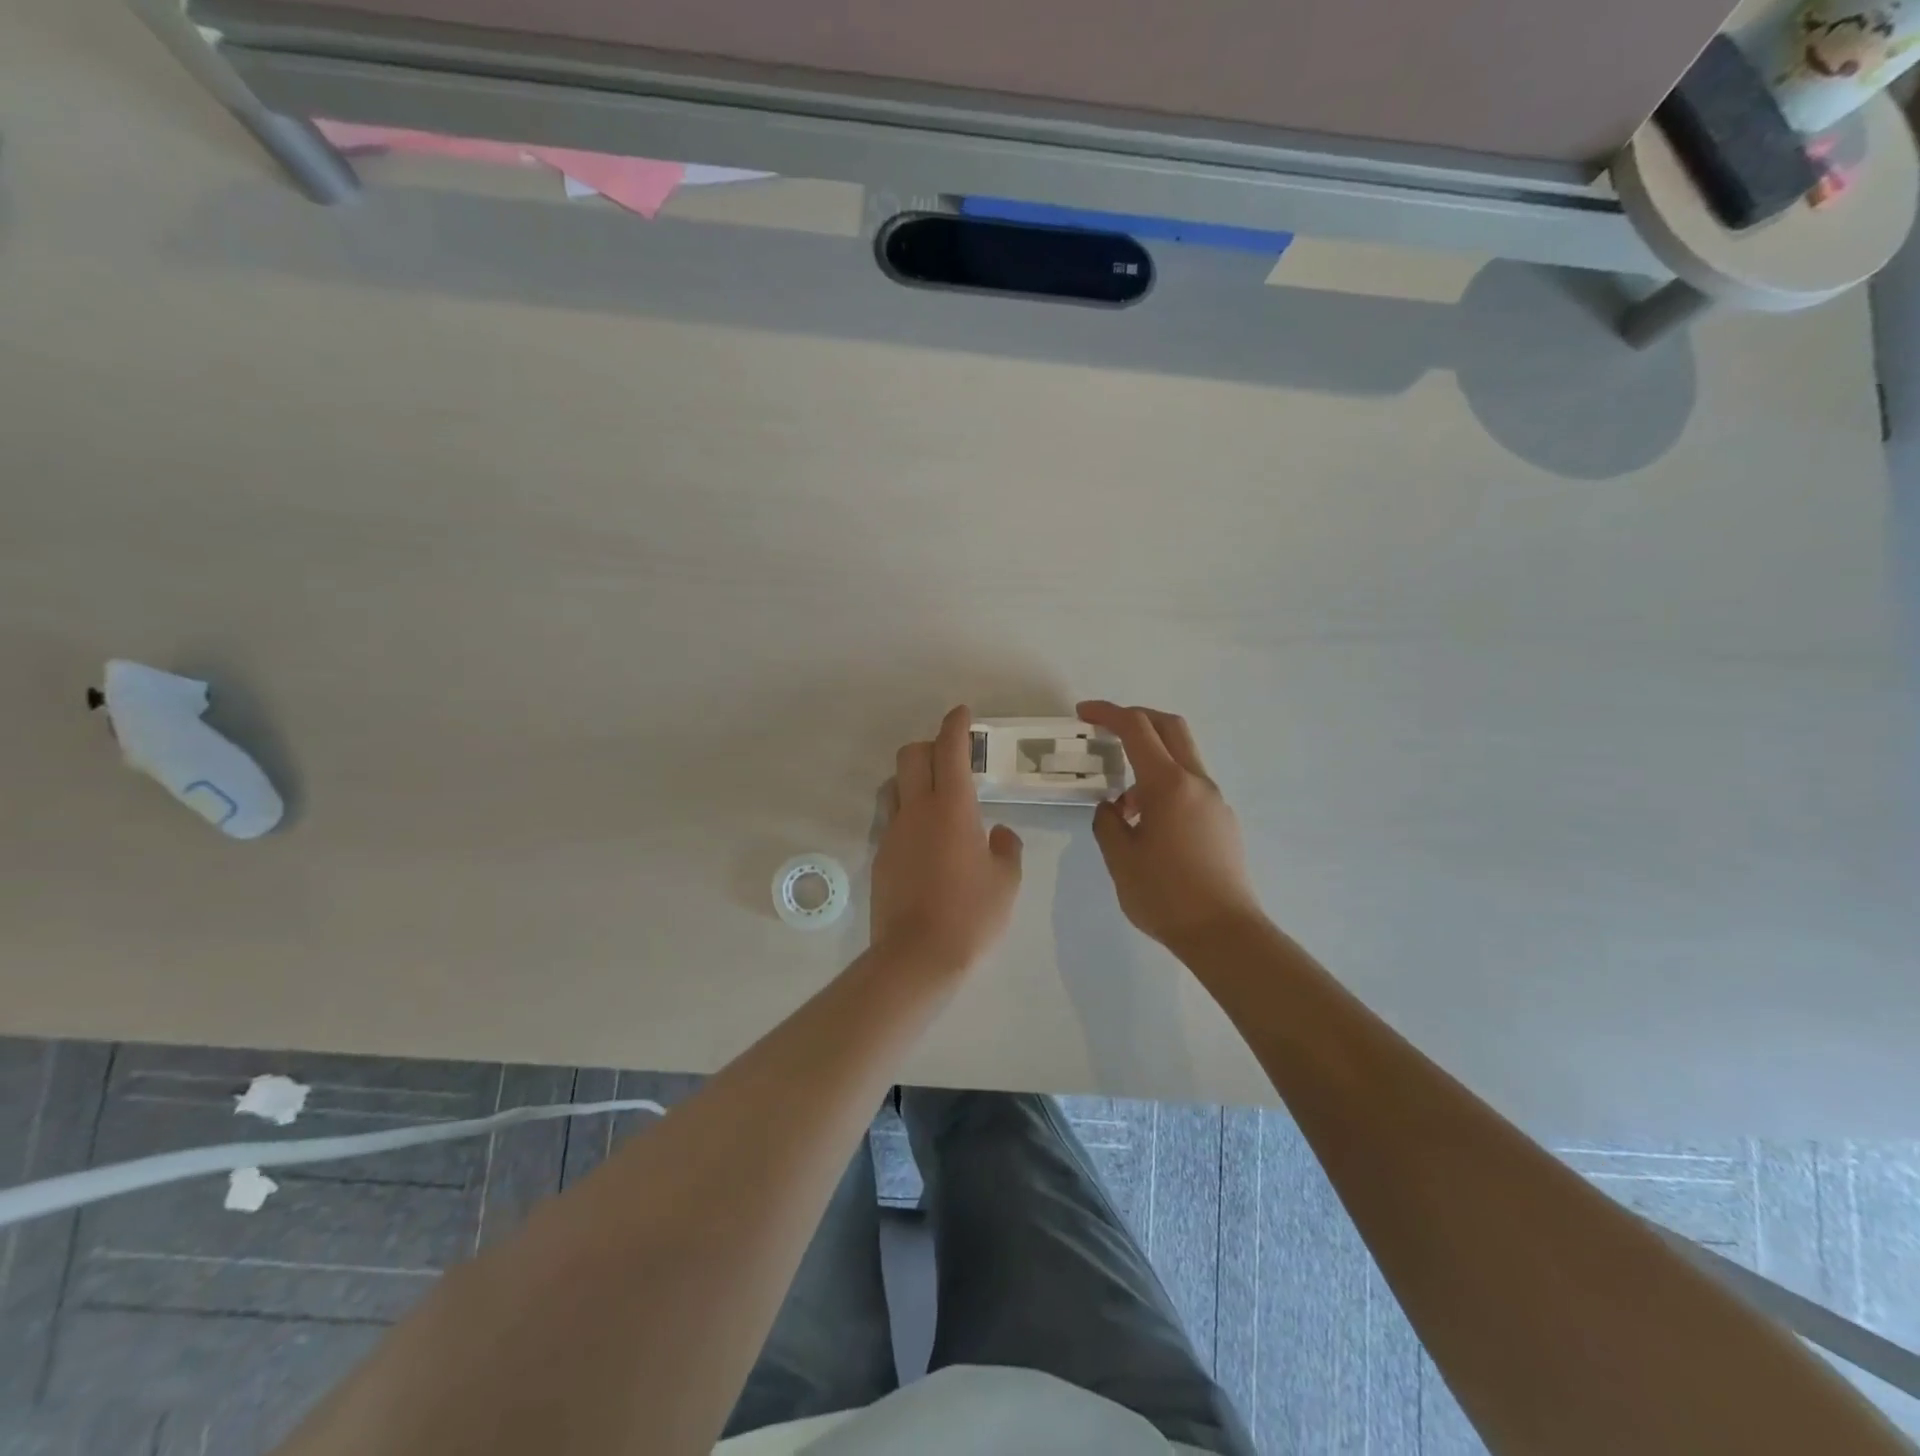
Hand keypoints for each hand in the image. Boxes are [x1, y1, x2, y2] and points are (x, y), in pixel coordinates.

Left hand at [872, 706, 1023, 973]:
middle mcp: (916, 811)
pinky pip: (891, 818)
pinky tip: (925, 838)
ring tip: (936, 797)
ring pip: (895, 785)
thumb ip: (1006, 848)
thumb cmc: (971, 915)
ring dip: (913, 777)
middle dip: (930, 745)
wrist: (916, 956)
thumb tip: (998, 833)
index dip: (955, 725)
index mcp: (952, 808)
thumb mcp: (1007, 882)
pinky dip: (907, 812)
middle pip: (911, 755)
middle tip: (952, 758)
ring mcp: (893, 833)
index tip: (962, 713)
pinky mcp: (880, 856)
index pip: (950, 750)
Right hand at [1078, 701, 1267, 949]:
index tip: (1083, 713)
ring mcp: (1215, 801)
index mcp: (1168, 785)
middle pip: (1169, 727)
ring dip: (1149, 759)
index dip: (1107, 713)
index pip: (1136, 729)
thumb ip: (1108, 823)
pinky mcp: (1222, 821)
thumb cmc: (1166, 896)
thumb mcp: (1120, 859)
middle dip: (1136, 718)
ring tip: (1123, 803)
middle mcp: (1196, 783)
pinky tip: (1148, 823)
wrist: (1225, 933)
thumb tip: (1112, 806)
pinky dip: (1164, 784)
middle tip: (1106, 729)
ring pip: (1181, 757)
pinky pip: (1189, 786)